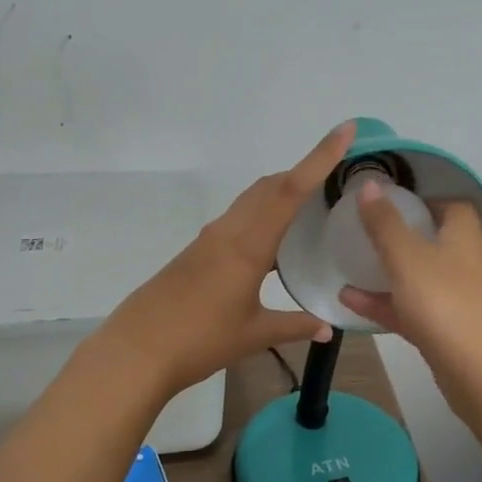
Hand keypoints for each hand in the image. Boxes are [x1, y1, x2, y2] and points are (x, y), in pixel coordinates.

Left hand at [99, 123, 352, 394]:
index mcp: (248, 245)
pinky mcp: (196, 252)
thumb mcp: (253, 335)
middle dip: (303, 172)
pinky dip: (262, 215)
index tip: (344, 130)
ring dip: (280, 193)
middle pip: (270, 187)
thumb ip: (294, 326)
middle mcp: (228, 232)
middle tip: (337, 177)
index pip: (290, 191)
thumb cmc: (199, 341)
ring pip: (251, 200)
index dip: (319, 158)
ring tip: (311, 206)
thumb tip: (327, 328)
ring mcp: (209, 240)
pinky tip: (273, 242)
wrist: (137, 351)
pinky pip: (237, 219)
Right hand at [338, 184, 481, 423]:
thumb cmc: (446, 303)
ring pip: (418, 278)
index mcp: (463, 237)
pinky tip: (349, 302)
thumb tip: (369, 184)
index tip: (390, 200)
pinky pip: (411, 310)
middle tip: (364, 231)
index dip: (423, 199)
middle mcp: (465, 264)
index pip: (451, 206)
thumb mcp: (407, 257)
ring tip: (347, 267)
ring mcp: (457, 301)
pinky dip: (384, 304)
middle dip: (400, 236)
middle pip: (434, 242)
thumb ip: (384, 223)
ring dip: (386, 273)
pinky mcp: (446, 333)